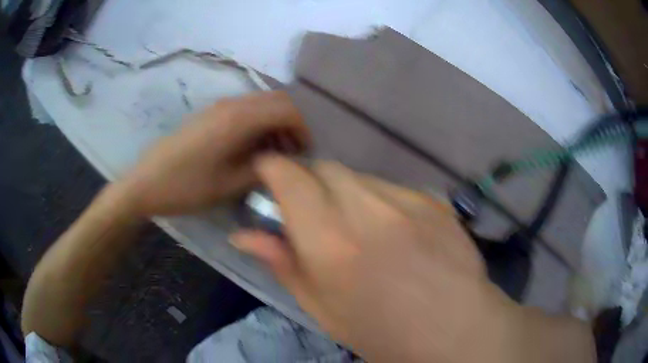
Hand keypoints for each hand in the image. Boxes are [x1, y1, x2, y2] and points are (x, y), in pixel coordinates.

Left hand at [118, 91, 308, 215]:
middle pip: (277, 100)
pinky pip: (245, 110)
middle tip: (294, 152)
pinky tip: (253, 148)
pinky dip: (259, 124)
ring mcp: (219, 106)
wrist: (146, 182)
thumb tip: (284, 162)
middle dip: (293, 123)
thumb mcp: (230, 185)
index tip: (306, 152)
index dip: (304, 128)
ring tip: (276, 153)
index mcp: (239, 118)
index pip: (287, 109)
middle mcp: (232, 104)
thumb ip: (264, 169)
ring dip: (276, 123)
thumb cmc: (187, 186)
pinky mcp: (210, 114)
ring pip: (262, 103)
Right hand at [232, 156, 593, 362]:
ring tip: (358, 227)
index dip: (273, 168)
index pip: (290, 178)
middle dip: (310, 181)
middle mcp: (367, 208)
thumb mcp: (323, 310)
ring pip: (359, 176)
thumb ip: (283, 264)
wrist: (457, 328)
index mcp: (331, 241)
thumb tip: (244, 235)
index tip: (266, 174)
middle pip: (326, 168)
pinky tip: (394, 231)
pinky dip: (379, 200)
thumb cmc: (383, 333)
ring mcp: (407, 199)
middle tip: (312, 211)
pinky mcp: (434, 199)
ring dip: (345, 191)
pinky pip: (392, 187)